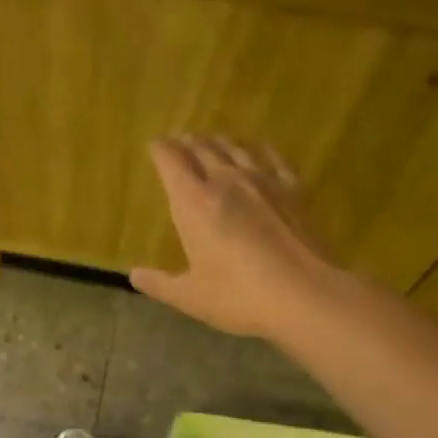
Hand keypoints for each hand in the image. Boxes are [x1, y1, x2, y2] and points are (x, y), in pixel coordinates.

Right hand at [131, 136, 337, 340]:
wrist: (303, 295)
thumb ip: (159, 283)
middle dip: (187, 142)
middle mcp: (225, 181)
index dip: (159, 150)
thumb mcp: (190, 297)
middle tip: (179, 141)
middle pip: (202, 148)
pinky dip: (260, 149)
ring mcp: (263, 181)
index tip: (154, 146)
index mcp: (193, 203)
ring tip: (212, 140)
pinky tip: (259, 148)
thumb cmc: (238, 296)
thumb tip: (134, 275)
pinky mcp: (293, 189)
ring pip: (235, 148)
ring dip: (219, 141)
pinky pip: (273, 157)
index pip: (170, 161)